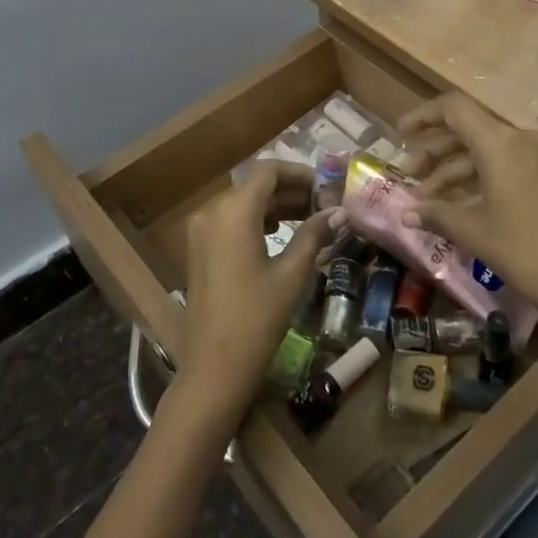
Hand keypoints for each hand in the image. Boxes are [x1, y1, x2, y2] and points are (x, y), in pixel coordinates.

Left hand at [176, 162, 338, 420]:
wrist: (214, 367)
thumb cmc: (258, 317)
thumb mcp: (292, 274)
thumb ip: (314, 235)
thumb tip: (340, 212)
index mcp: (233, 212)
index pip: (268, 171)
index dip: (299, 173)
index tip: (325, 188)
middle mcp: (211, 212)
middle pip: (255, 186)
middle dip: (290, 191)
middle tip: (324, 206)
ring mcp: (200, 231)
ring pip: (242, 203)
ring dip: (275, 206)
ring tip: (309, 220)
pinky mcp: (198, 249)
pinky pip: (229, 221)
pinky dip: (256, 221)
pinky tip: (279, 234)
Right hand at [395, 94, 537, 332]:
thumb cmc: (525, 250)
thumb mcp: (474, 231)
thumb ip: (437, 214)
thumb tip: (406, 214)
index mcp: (500, 143)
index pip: (455, 108)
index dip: (424, 115)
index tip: (401, 132)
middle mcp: (520, 139)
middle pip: (468, 129)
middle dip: (435, 150)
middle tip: (410, 173)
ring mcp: (537, 157)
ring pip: (485, 150)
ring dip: (454, 169)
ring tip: (426, 198)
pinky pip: (503, 164)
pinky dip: (477, 178)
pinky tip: (456, 204)